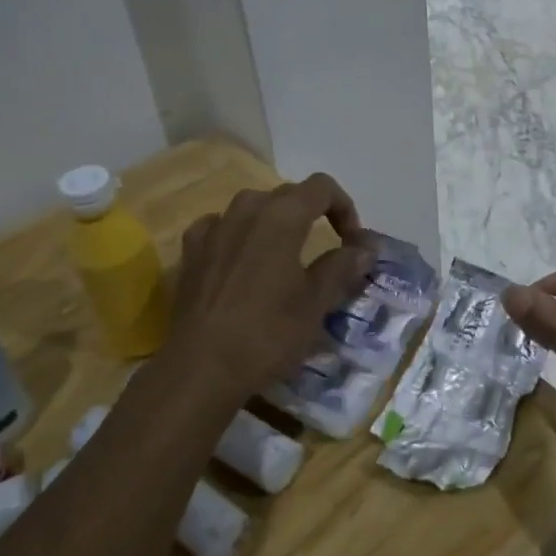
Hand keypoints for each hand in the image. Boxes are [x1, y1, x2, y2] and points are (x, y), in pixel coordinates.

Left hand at [164, 175, 372, 404]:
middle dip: (313, 214)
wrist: (200, 367)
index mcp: (281, 217)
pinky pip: (220, 226)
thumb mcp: (315, 304)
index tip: (353, 242)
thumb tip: (364, 249)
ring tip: (285, 254)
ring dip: (275, 221)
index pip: (321, 187)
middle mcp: (246, 210)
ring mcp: (213, 228)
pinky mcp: (191, 251)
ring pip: (252, 207)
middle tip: (327, 250)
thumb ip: (341, 268)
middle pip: (288, 194)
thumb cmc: (267, 334)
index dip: (344, 207)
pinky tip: (241, 257)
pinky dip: (238, 234)